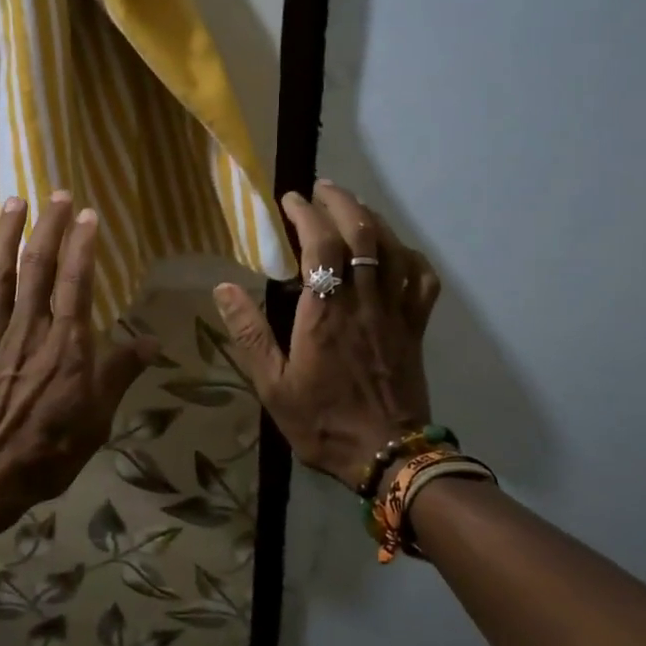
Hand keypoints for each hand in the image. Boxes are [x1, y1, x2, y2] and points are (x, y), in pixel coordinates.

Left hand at [0, 193, 156, 523]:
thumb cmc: (47, 453)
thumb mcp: (97, 421)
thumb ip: (119, 375)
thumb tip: (152, 341)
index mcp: (66, 347)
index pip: (77, 284)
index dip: (82, 246)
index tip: (88, 214)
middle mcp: (28, 331)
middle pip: (37, 269)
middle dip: (47, 228)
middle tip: (57, 193)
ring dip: (5, 236)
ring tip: (14, 201)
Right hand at [214, 180, 439, 489]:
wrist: (388, 456)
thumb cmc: (323, 423)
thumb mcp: (272, 386)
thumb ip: (249, 334)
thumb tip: (223, 289)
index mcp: (325, 314)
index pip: (321, 245)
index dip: (306, 214)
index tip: (290, 199)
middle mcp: (363, 302)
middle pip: (362, 234)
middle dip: (341, 202)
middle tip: (321, 189)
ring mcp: (395, 313)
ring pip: (392, 249)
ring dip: (372, 218)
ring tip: (351, 206)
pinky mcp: (415, 327)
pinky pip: (421, 279)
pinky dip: (409, 255)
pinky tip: (395, 250)